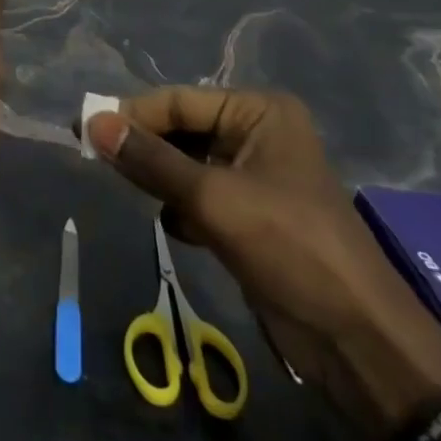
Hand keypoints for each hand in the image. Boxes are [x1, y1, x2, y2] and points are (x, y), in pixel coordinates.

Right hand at [86, 88, 440, 428]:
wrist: (357, 340)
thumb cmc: (290, 247)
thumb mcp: (213, 199)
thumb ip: (150, 160)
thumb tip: (93, 122)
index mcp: (259, 112)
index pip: (180, 101)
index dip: (131, 113)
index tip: (83, 126)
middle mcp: (258, 134)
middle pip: (183, 130)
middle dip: (145, 147)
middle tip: (94, 156)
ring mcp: (256, 176)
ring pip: (188, 164)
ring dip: (161, 179)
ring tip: (131, 190)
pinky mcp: (252, 215)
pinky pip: (201, 195)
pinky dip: (182, 207)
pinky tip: (178, 229)